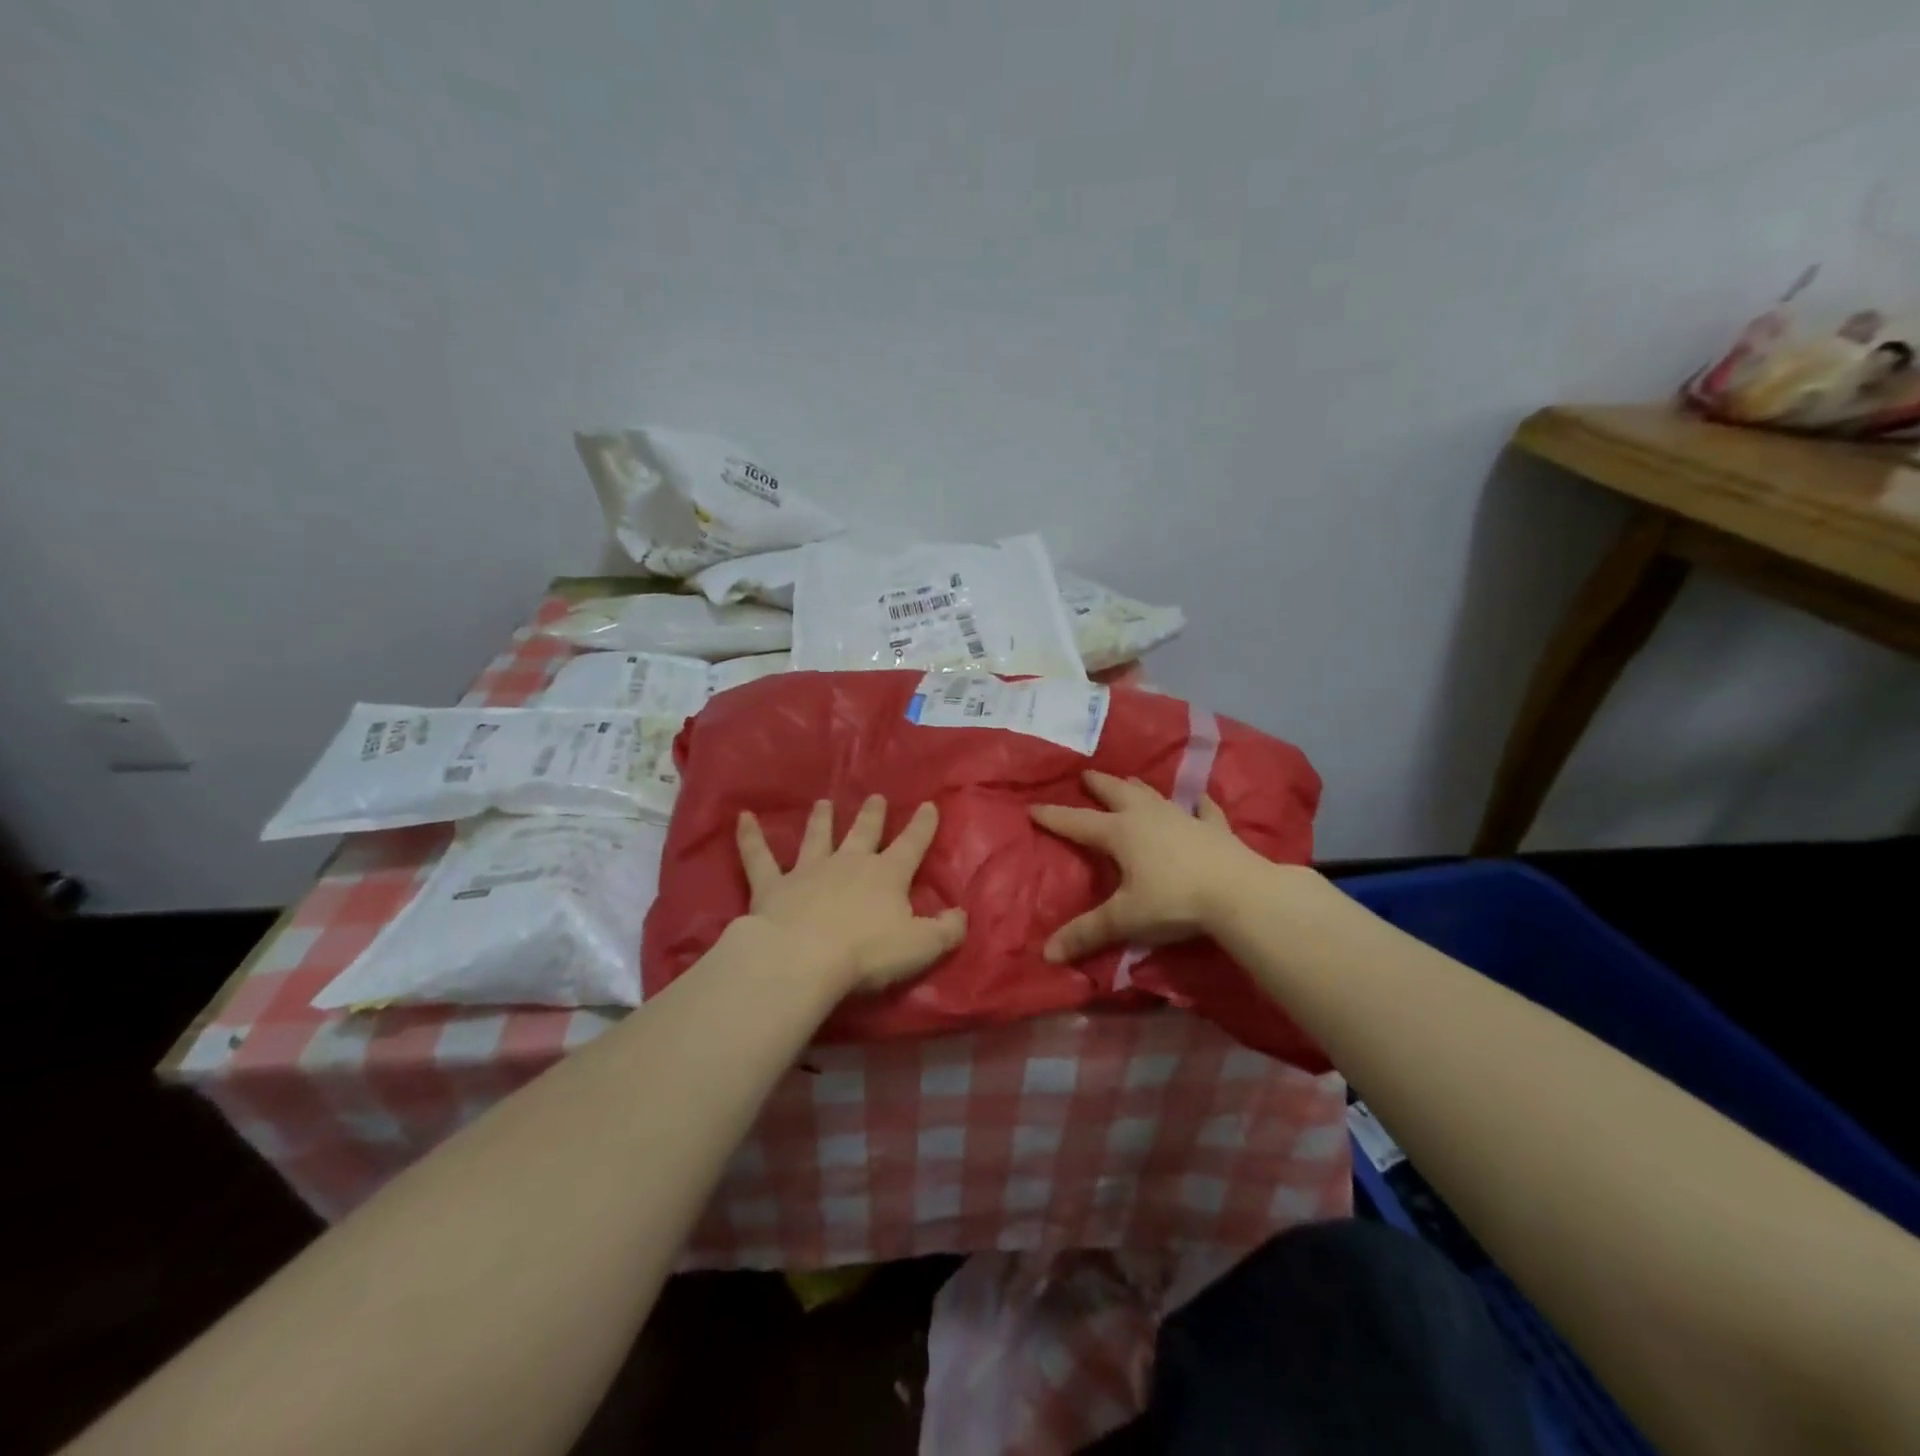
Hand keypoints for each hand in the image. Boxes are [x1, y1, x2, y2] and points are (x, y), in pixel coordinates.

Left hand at [735, 795, 967, 994]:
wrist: (804, 958)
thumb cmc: (867, 953)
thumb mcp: (920, 946)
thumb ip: (946, 930)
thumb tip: (961, 915)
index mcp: (887, 875)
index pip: (911, 844)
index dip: (922, 826)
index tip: (928, 805)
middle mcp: (849, 863)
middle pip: (863, 832)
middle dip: (872, 815)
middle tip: (875, 797)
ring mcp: (809, 870)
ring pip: (817, 836)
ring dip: (821, 820)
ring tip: (824, 803)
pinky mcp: (773, 885)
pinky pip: (758, 856)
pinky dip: (750, 837)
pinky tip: (742, 818)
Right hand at [1029, 770, 1264, 961]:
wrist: (1239, 893)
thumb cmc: (1174, 902)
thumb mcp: (1125, 919)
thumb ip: (1087, 933)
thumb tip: (1046, 953)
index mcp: (1120, 833)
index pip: (1078, 822)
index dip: (1054, 817)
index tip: (1032, 807)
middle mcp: (1148, 817)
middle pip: (1117, 794)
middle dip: (1100, 785)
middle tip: (1087, 774)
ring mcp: (1183, 819)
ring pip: (1154, 796)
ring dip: (1139, 788)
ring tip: (1130, 779)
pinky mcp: (1214, 829)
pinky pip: (1204, 811)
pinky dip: (1200, 804)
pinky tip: (1200, 798)